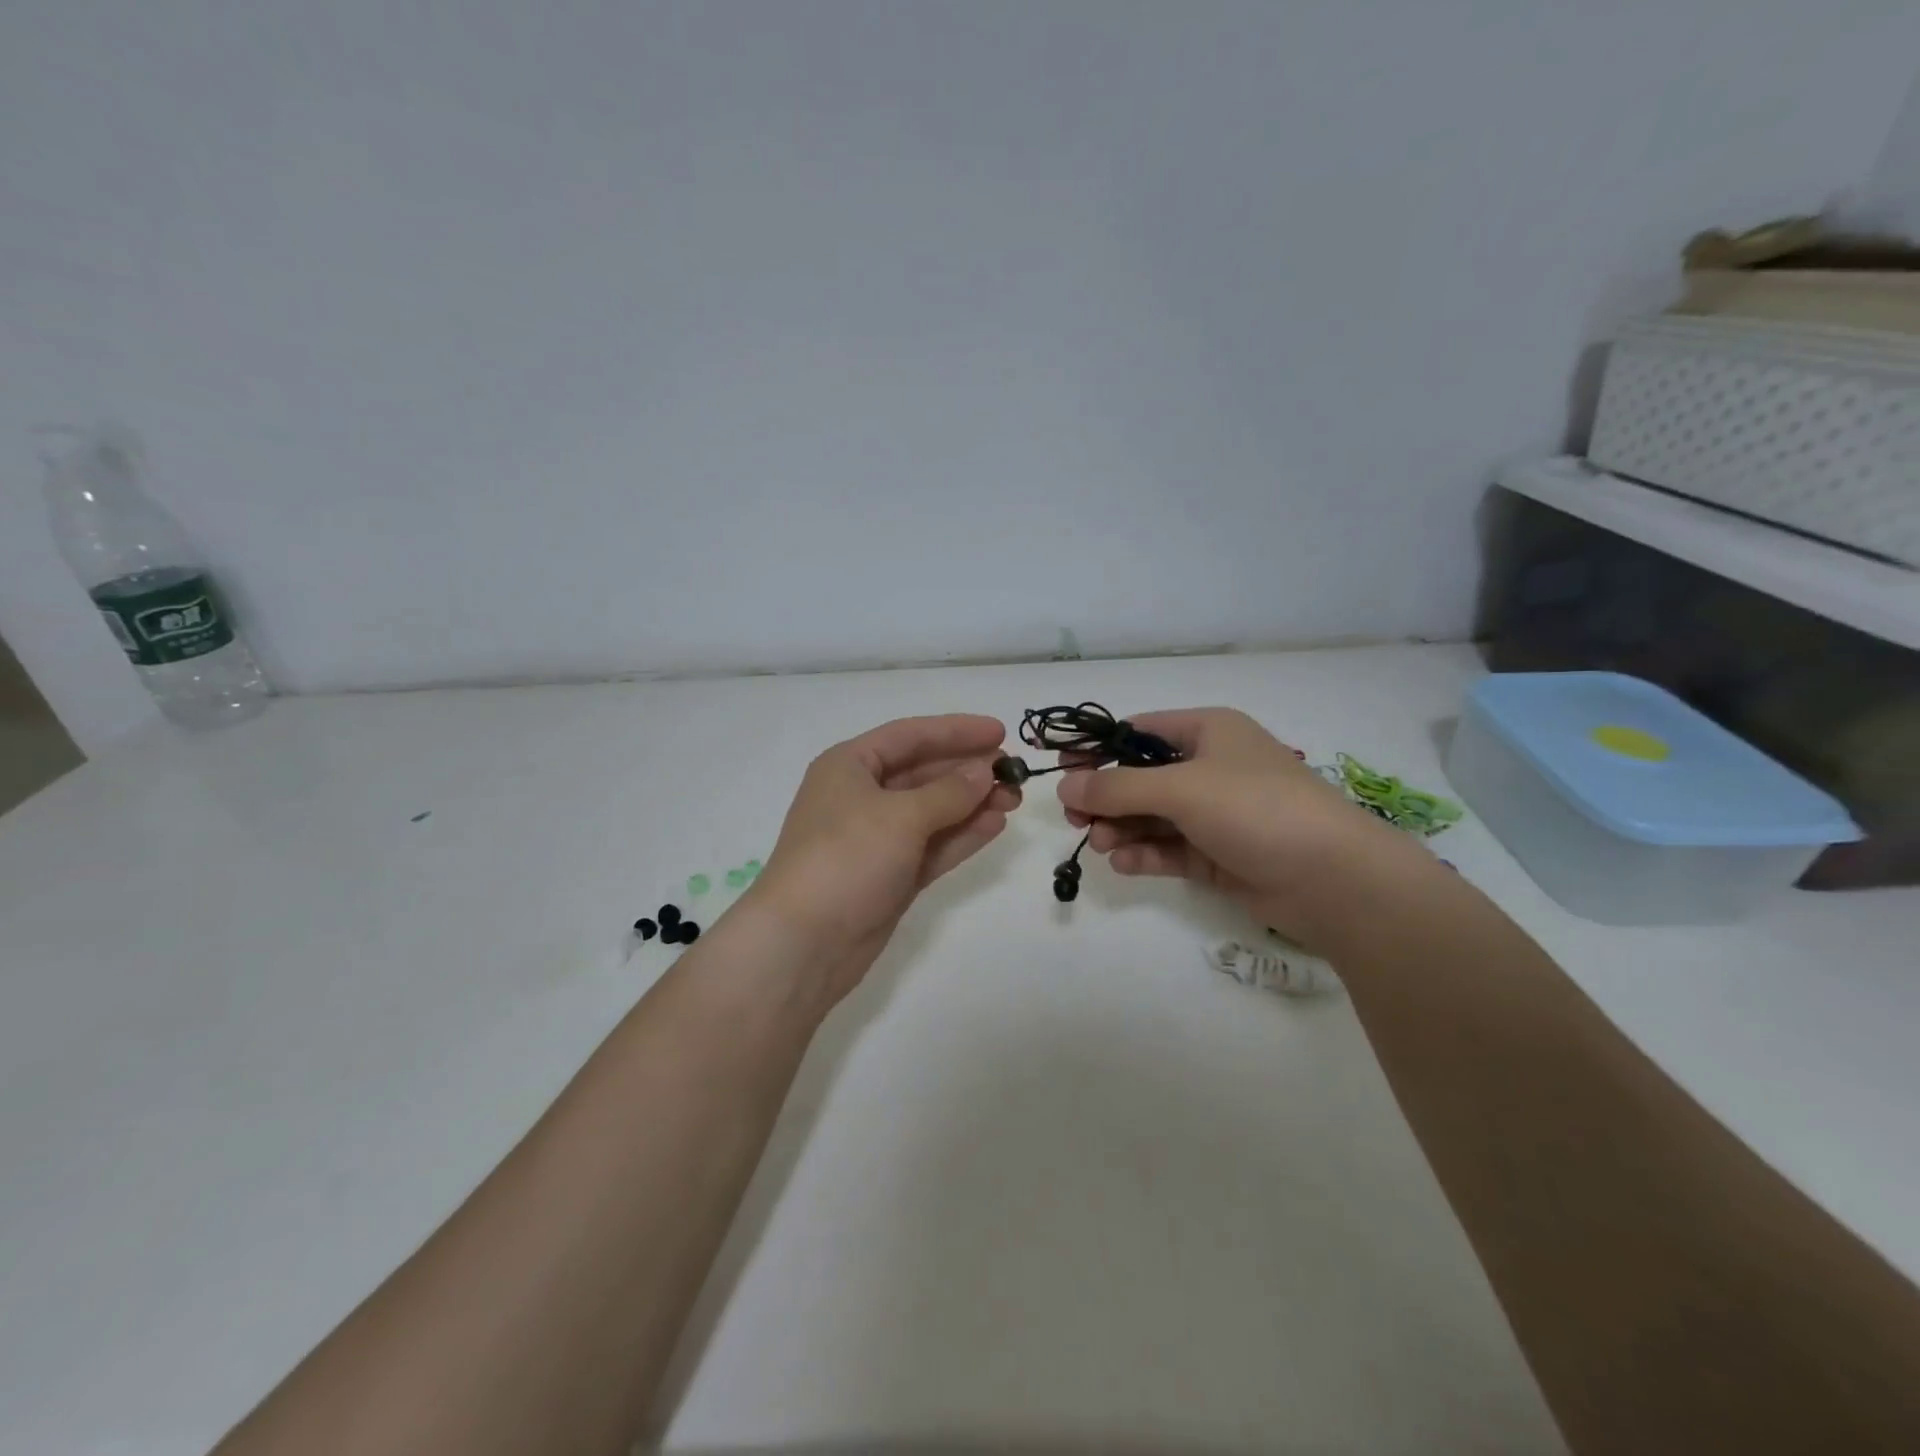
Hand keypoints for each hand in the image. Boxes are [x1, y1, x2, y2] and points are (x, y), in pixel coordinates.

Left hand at [747, 714, 1018, 1004]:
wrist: (804, 943)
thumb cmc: (846, 858)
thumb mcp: (901, 816)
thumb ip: (949, 792)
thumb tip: (984, 771)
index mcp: (849, 766)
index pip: (910, 736)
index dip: (956, 731)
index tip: (1001, 731)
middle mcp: (861, 796)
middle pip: (923, 772)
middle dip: (968, 770)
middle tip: (1015, 771)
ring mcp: (876, 839)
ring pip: (932, 811)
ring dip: (971, 803)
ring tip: (1014, 799)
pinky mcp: (890, 875)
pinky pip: (932, 845)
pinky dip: (961, 835)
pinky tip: (995, 825)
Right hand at [1057, 708, 1441, 949]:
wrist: (1334, 879)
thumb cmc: (1257, 808)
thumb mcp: (1182, 788)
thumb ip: (1118, 787)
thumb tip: (1063, 784)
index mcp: (1207, 732)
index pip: (1138, 732)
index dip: (1098, 750)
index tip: (1062, 772)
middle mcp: (1209, 768)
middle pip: (1140, 777)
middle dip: (1107, 797)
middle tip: (1074, 819)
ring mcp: (1214, 814)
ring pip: (1151, 816)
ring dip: (1122, 828)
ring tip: (1102, 845)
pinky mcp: (1218, 854)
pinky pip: (1169, 849)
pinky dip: (1145, 854)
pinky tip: (1125, 864)